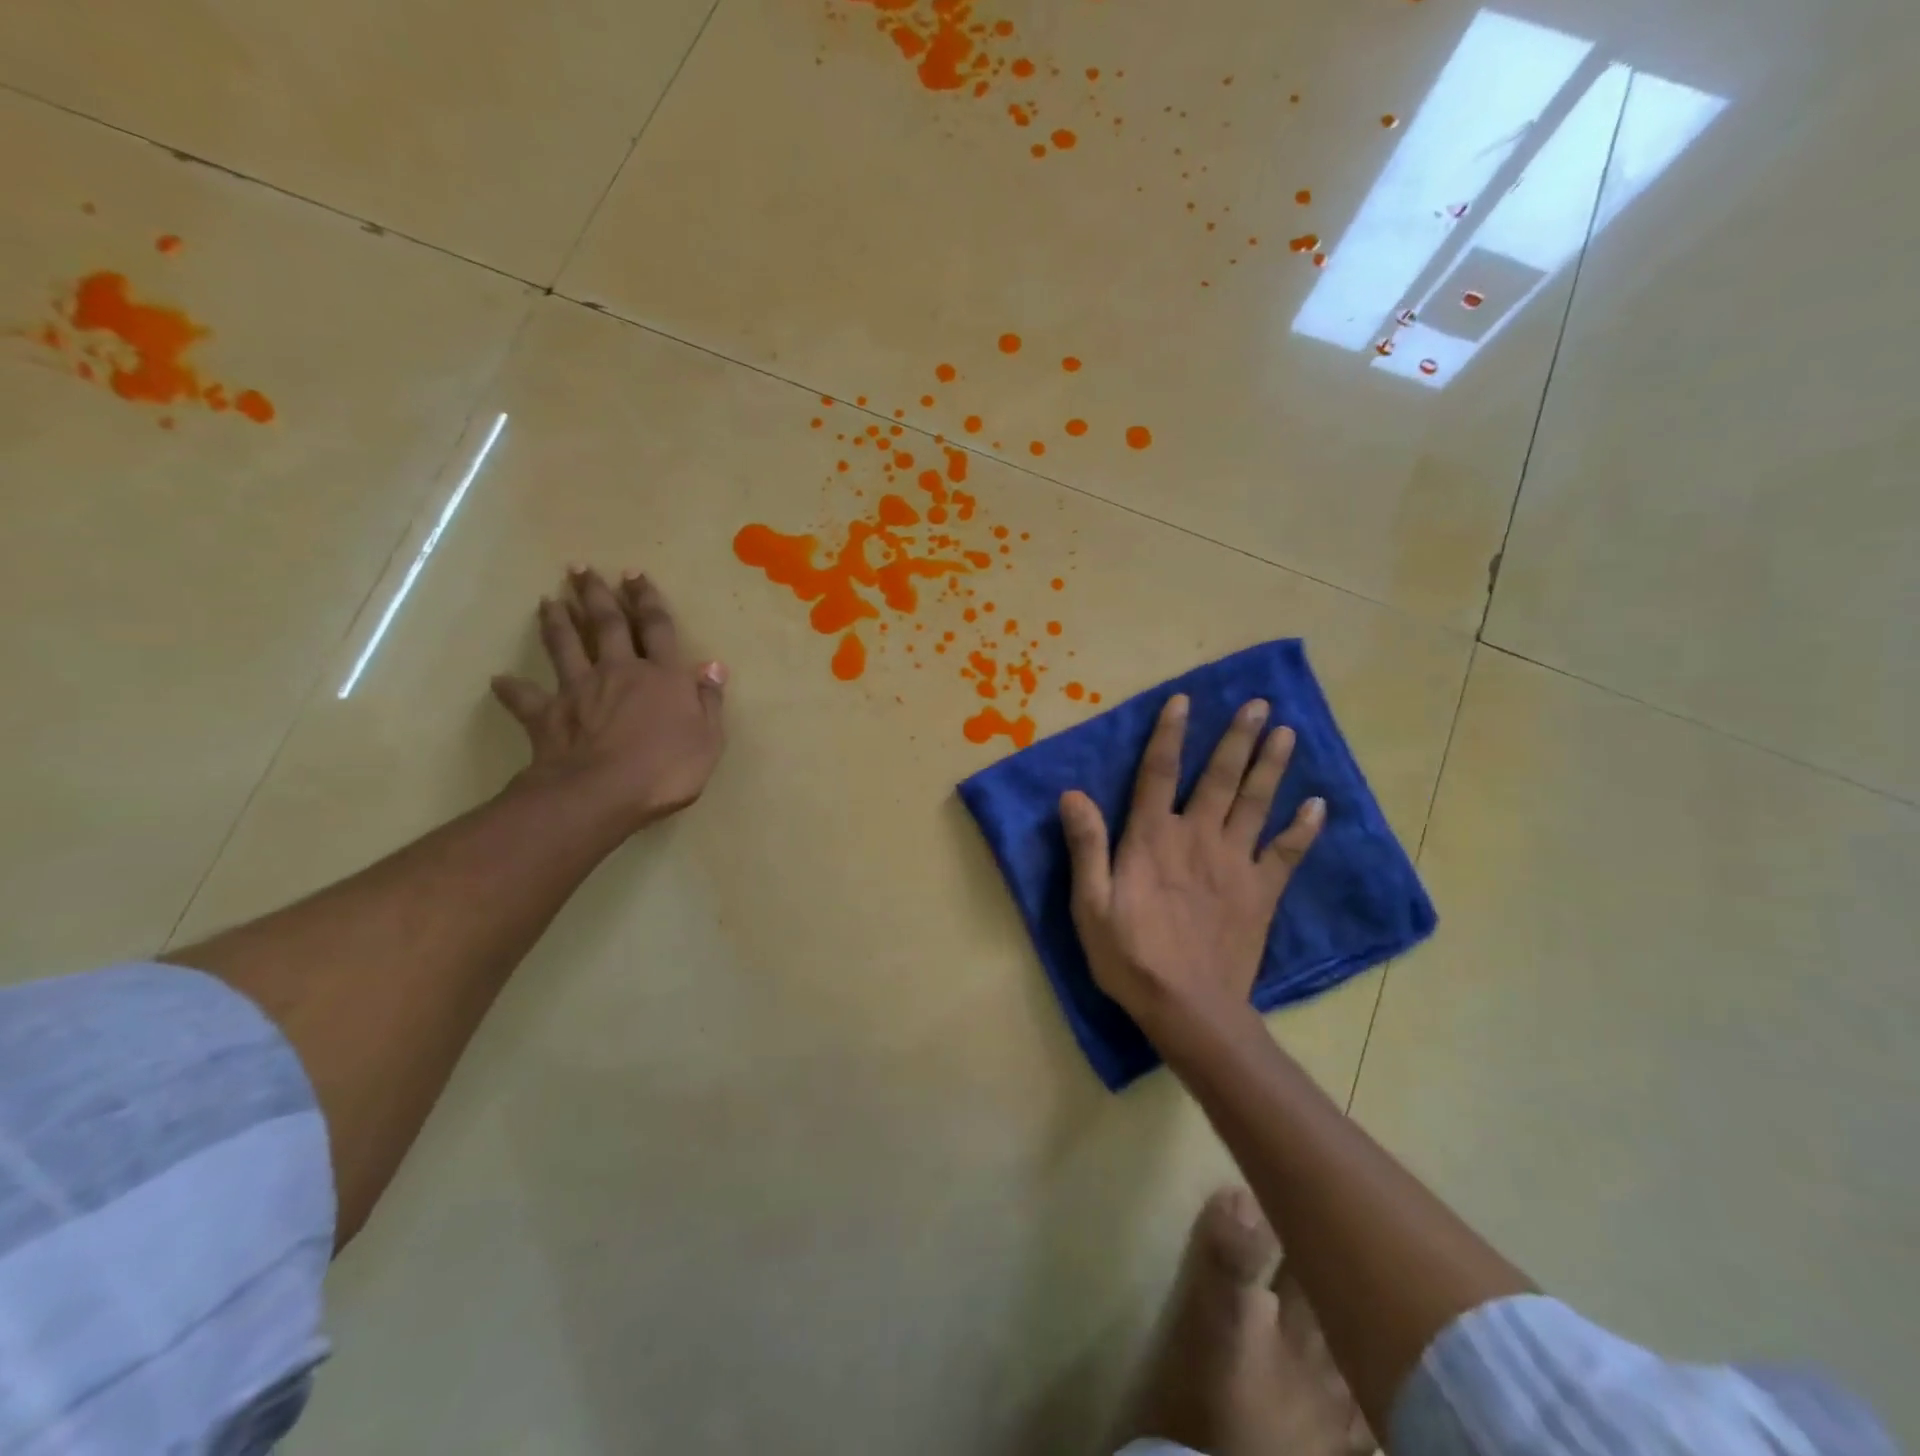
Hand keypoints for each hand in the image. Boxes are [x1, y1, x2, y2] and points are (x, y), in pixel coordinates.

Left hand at [492, 567, 725, 835]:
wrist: (602, 793)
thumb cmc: (667, 769)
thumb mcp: (709, 739)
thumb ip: (709, 700)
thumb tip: (713, 666)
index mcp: (662, 676)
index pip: (657, 628)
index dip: (647, 600)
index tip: (635, 575)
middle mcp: (619, 671)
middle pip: (607, 625)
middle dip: (597, 595)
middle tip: (582, 569)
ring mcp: (579, 690)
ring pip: (565, 646)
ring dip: (557, 622)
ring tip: (548, 600)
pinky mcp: (548, 715)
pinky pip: (526, 698)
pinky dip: (512, 688)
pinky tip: (499, 679)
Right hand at [1059, 695, 1323, 1037]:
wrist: (1189, 1008)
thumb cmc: (1130, 956)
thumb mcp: (1090, 903)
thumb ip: (1085, 846)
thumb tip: (1072, 794)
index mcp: (1152, 838)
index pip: (1159, 772)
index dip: (1169, 734)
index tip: (1184, 700)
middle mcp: (1197, 837)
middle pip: (1220, 777)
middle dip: (1238, 738)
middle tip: (1260, 705)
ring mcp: (1236, 863)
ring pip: (1256, 803)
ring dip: (1272, 766)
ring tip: (1288, 733)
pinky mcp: (1262, 892)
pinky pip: (1288, 852)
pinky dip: (1304, 827)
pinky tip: (1317, 804)